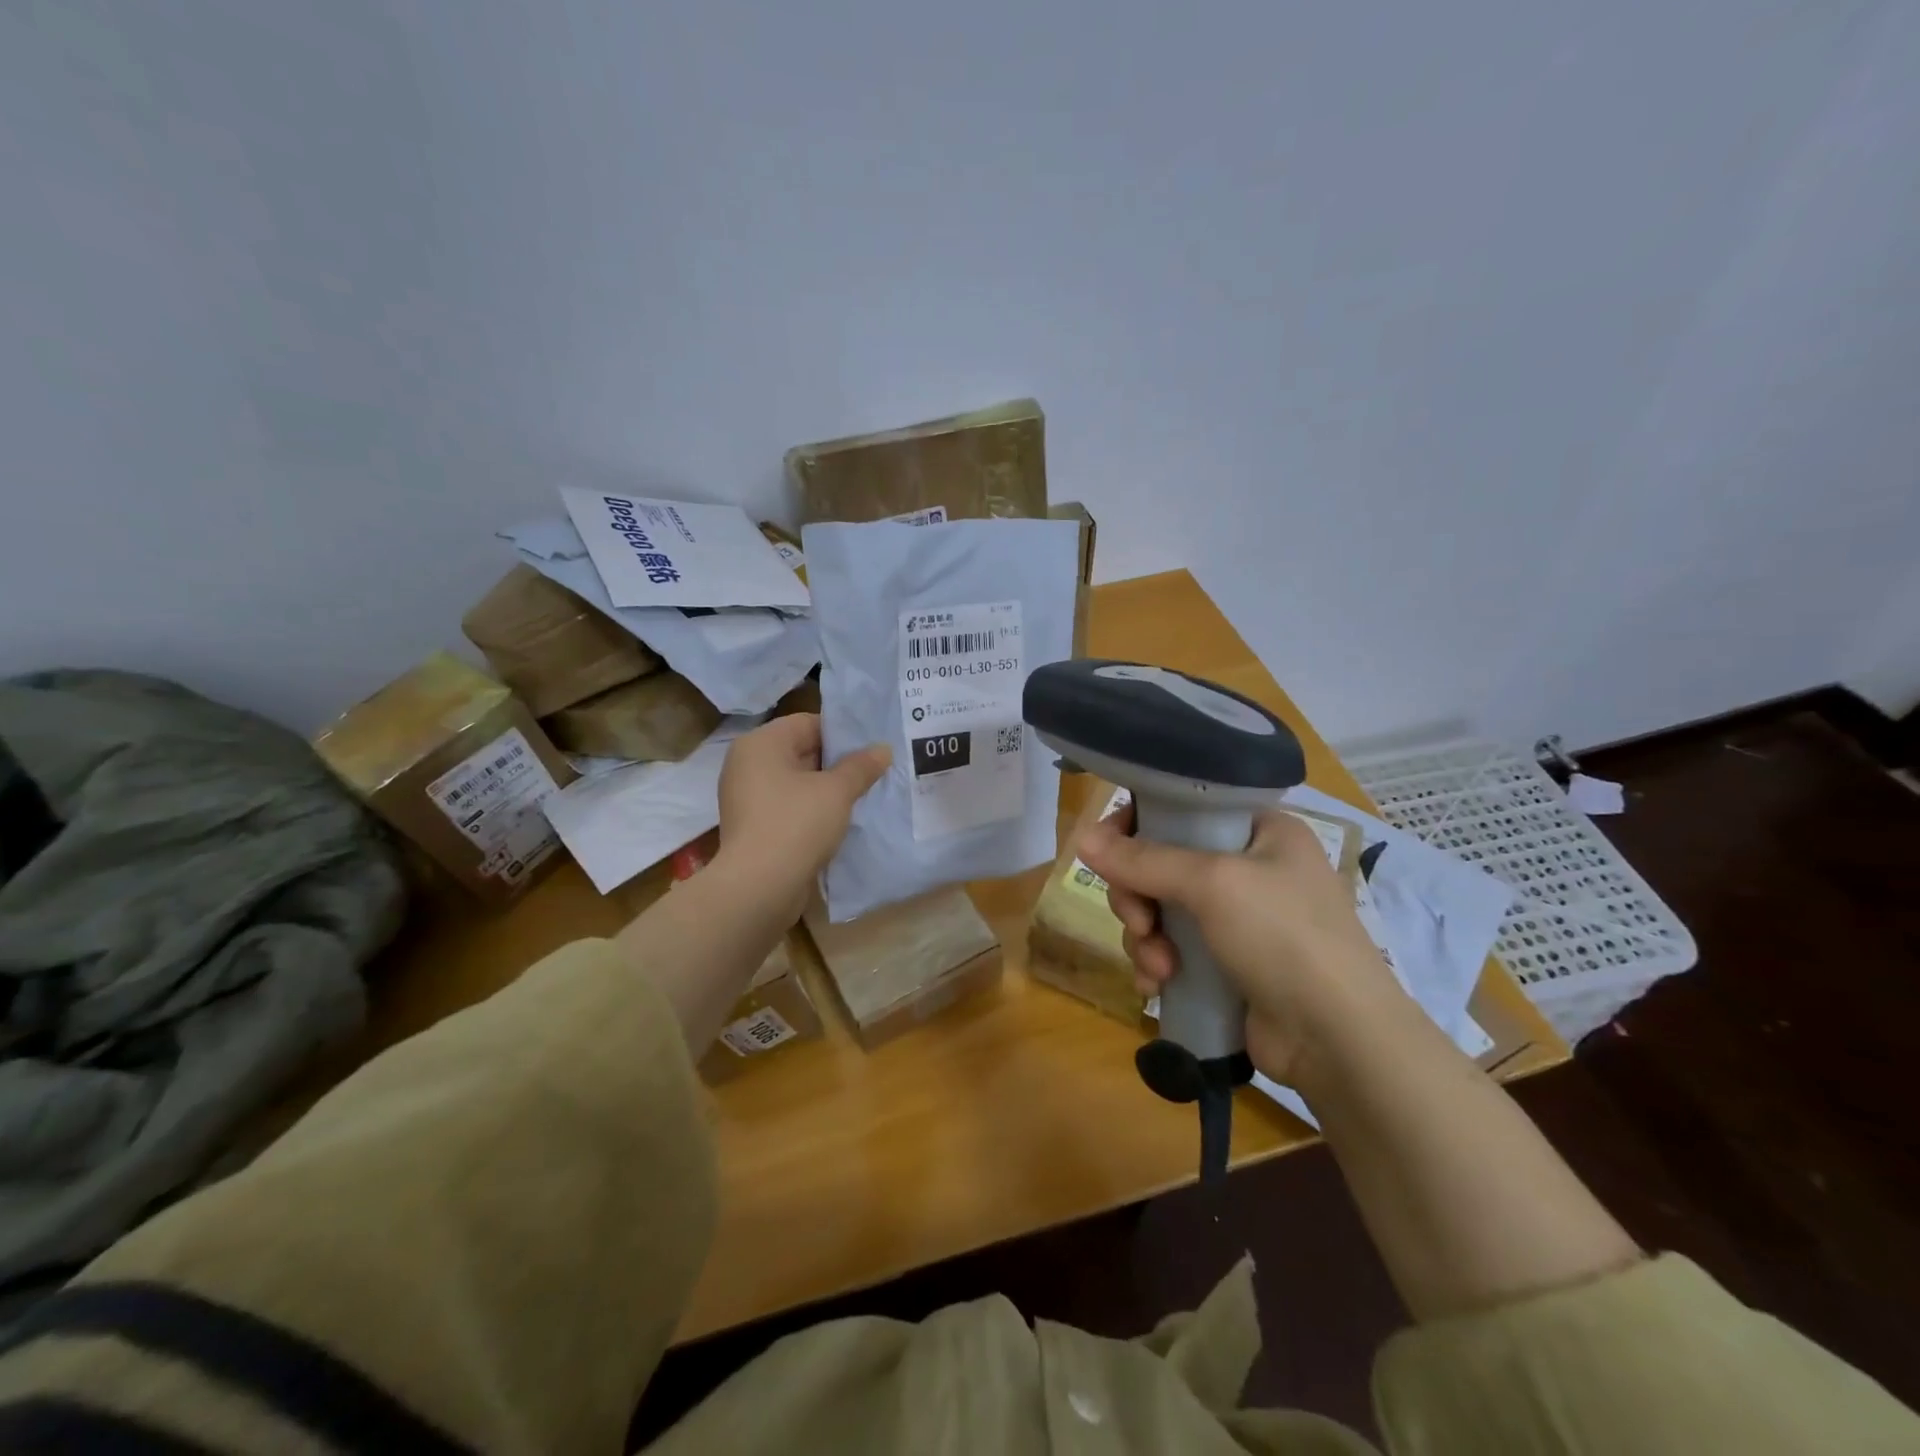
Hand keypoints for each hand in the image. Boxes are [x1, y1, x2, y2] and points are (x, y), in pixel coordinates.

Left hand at [715, 714, 890, 921]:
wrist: (759, 887)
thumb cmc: (796, 824)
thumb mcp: (837, 791)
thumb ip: (861, 767)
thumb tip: (883, 749)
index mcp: (761, 744)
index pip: (808, 723)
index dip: (843, 733)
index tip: (873, 747)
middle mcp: (747, 764)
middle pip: (801, 751)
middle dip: (838, 762)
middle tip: (875, 769)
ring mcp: (747, 797)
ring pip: (797, 782)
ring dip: (827, 788)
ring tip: (863, 794)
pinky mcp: (753, 826)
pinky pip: (788, 807)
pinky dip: (811, 810)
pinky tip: (840, 820)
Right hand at [1076, 805, 1408, 1085]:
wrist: (1339, 1041)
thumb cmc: (1284, 938)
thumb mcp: (1213, 885)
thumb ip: (1144, 860)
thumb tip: (1082, 838)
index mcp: (1259, 830)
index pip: (1181, 806)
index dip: (1137, 824)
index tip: (1106, 851)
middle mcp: (1247, 866)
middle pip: (1160, 861)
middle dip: (1138, 896)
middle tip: (1140, 922)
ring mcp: (1236, 918)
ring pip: (1158, 908)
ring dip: (1145, 937)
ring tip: (1160, 967)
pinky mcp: (1224, 962)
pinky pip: (1169, 947)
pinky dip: (1156, 963)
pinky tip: (1158, 986)